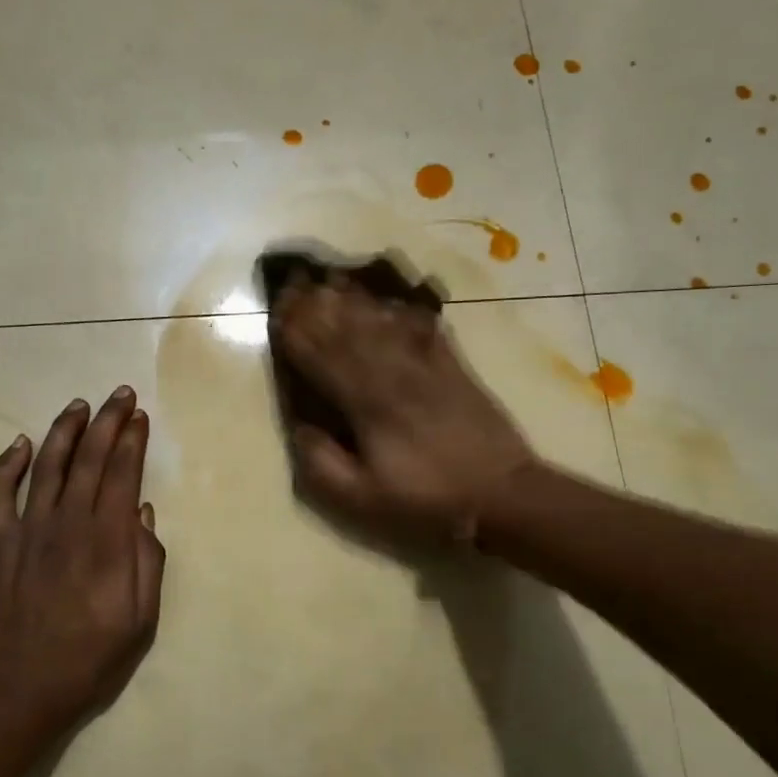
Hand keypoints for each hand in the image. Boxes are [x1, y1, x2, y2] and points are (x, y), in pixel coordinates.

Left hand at [0, 387, 165, 724]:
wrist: (17, 689)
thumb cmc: (88, 659)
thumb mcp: (141, 621)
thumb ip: (146, 562)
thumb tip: (141, 515)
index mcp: (106, 541)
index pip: (122, 475)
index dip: (132, 441)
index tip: (139, 416)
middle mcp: (67, 523)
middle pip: (89, 459)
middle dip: (107, 421)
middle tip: (119, 394)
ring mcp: (27, 530)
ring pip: (48, 466)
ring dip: (64, 430)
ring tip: (79, 405)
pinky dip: (8, 465)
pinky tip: (21, 445)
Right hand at [270, 276, 537, 543]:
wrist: (501, 492)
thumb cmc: (427, 498)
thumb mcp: (364, 498)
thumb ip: (323, 464)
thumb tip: (298, 428)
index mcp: (366, 405)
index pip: (322, 358)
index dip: (297, 332)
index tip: (276, 308)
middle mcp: (392, 374)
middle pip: (348, 330)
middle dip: (318, 305)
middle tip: (295, 280)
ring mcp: (426, 365)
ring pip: (381, 322)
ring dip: (353, 299)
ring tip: (331, 277)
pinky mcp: (453, 365)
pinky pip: (422, 328)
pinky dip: (401, 309)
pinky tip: (388, 297)